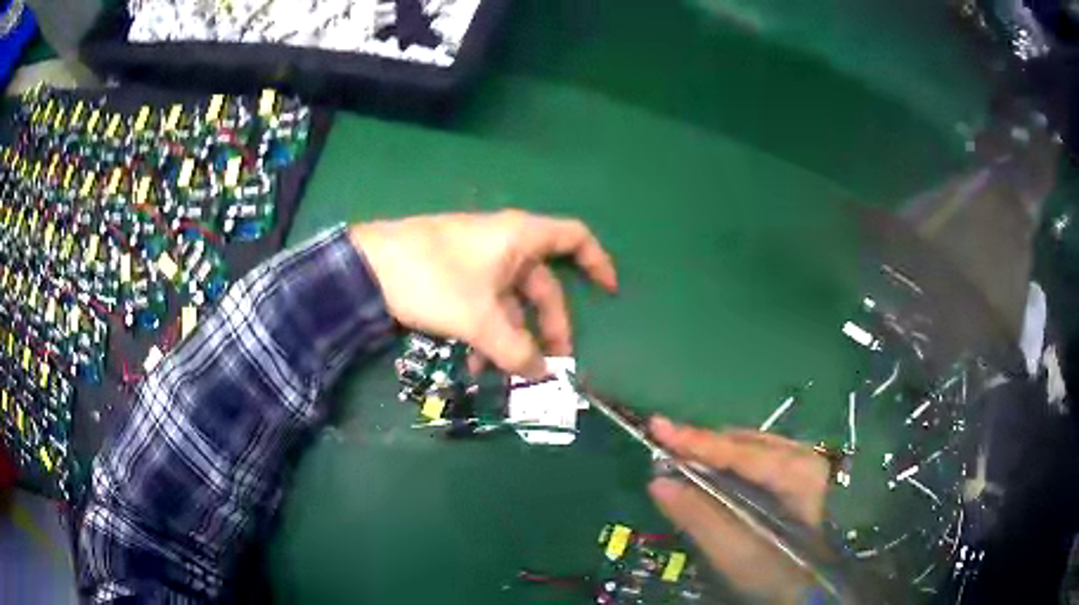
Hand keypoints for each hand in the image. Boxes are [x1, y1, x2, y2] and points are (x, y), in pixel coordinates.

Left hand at [350, 210, 617, 377]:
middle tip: (551, 363)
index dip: (597, 262)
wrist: (367, 266)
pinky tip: (474, 361)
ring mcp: (478, 259)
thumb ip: (515, 349)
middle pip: (543, 284)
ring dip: (512, 337)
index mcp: (520, 238)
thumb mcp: (479, 319)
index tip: (609, 292)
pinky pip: (486, 303)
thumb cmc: (433, 279)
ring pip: (511, 300)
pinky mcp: (455, 274)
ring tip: (504, 373)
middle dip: (549, 325)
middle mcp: (504, 243)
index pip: (574, 238)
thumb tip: (542, 375)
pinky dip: (487, 330)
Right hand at [648, 417, 830, 603]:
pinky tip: (712, 476)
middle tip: (663, 451)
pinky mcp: (797, 476)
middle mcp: (804, 457)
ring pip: (749, 449)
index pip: (741, 452)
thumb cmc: (777, 574)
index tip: (657, 425)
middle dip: (703, 447)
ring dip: (713, 456)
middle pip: (745, 443)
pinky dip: (728, 466)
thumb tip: (658, 481)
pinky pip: (756, 460)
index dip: (697, 441)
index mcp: (799, 473)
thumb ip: (700, 517)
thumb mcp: (736, 553)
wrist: (813, 585)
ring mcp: (803, 464)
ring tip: (680, 461)